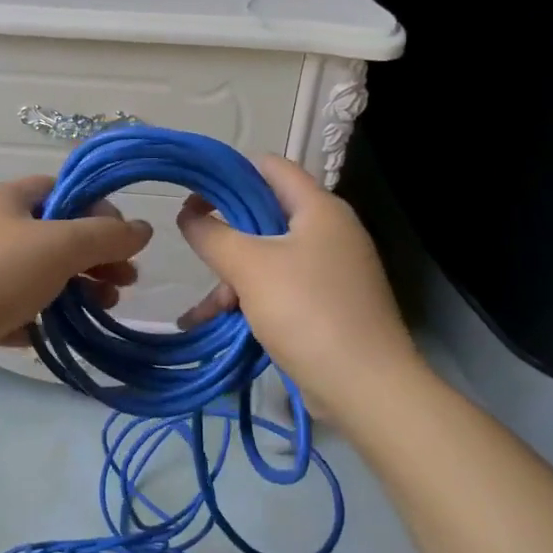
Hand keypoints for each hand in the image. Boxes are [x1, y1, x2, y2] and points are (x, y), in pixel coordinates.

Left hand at [0, 174, 152, 358]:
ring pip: (35, 276)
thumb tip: (141, 228)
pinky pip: (11, 311)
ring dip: (73, 291)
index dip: (97, 210)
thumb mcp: (58, 246)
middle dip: (93, 258)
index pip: (61, 191)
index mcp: (7, 201)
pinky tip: (55, 336)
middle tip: (124, 282)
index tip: (125, 240)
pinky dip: (36, 320)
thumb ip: (105, 235)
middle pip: (53, 237)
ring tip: (103, 310)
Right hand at [176, 155, 426, 426]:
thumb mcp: (249, 266)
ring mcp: (329, 269)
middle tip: (195, 249)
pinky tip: (217, 323)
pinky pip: (279, 287)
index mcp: (319, 208)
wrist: (364, 387)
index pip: (270, 166)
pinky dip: (250, 299)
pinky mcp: (326, 303)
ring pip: (267, 255)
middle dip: (226, 233)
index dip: (229, 172)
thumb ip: (212, 235)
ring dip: (232, 276)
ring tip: (202, 309)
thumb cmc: (306, 311)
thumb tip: (188, 215)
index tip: (193, 194)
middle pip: (265, 213)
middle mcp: (328, 231)